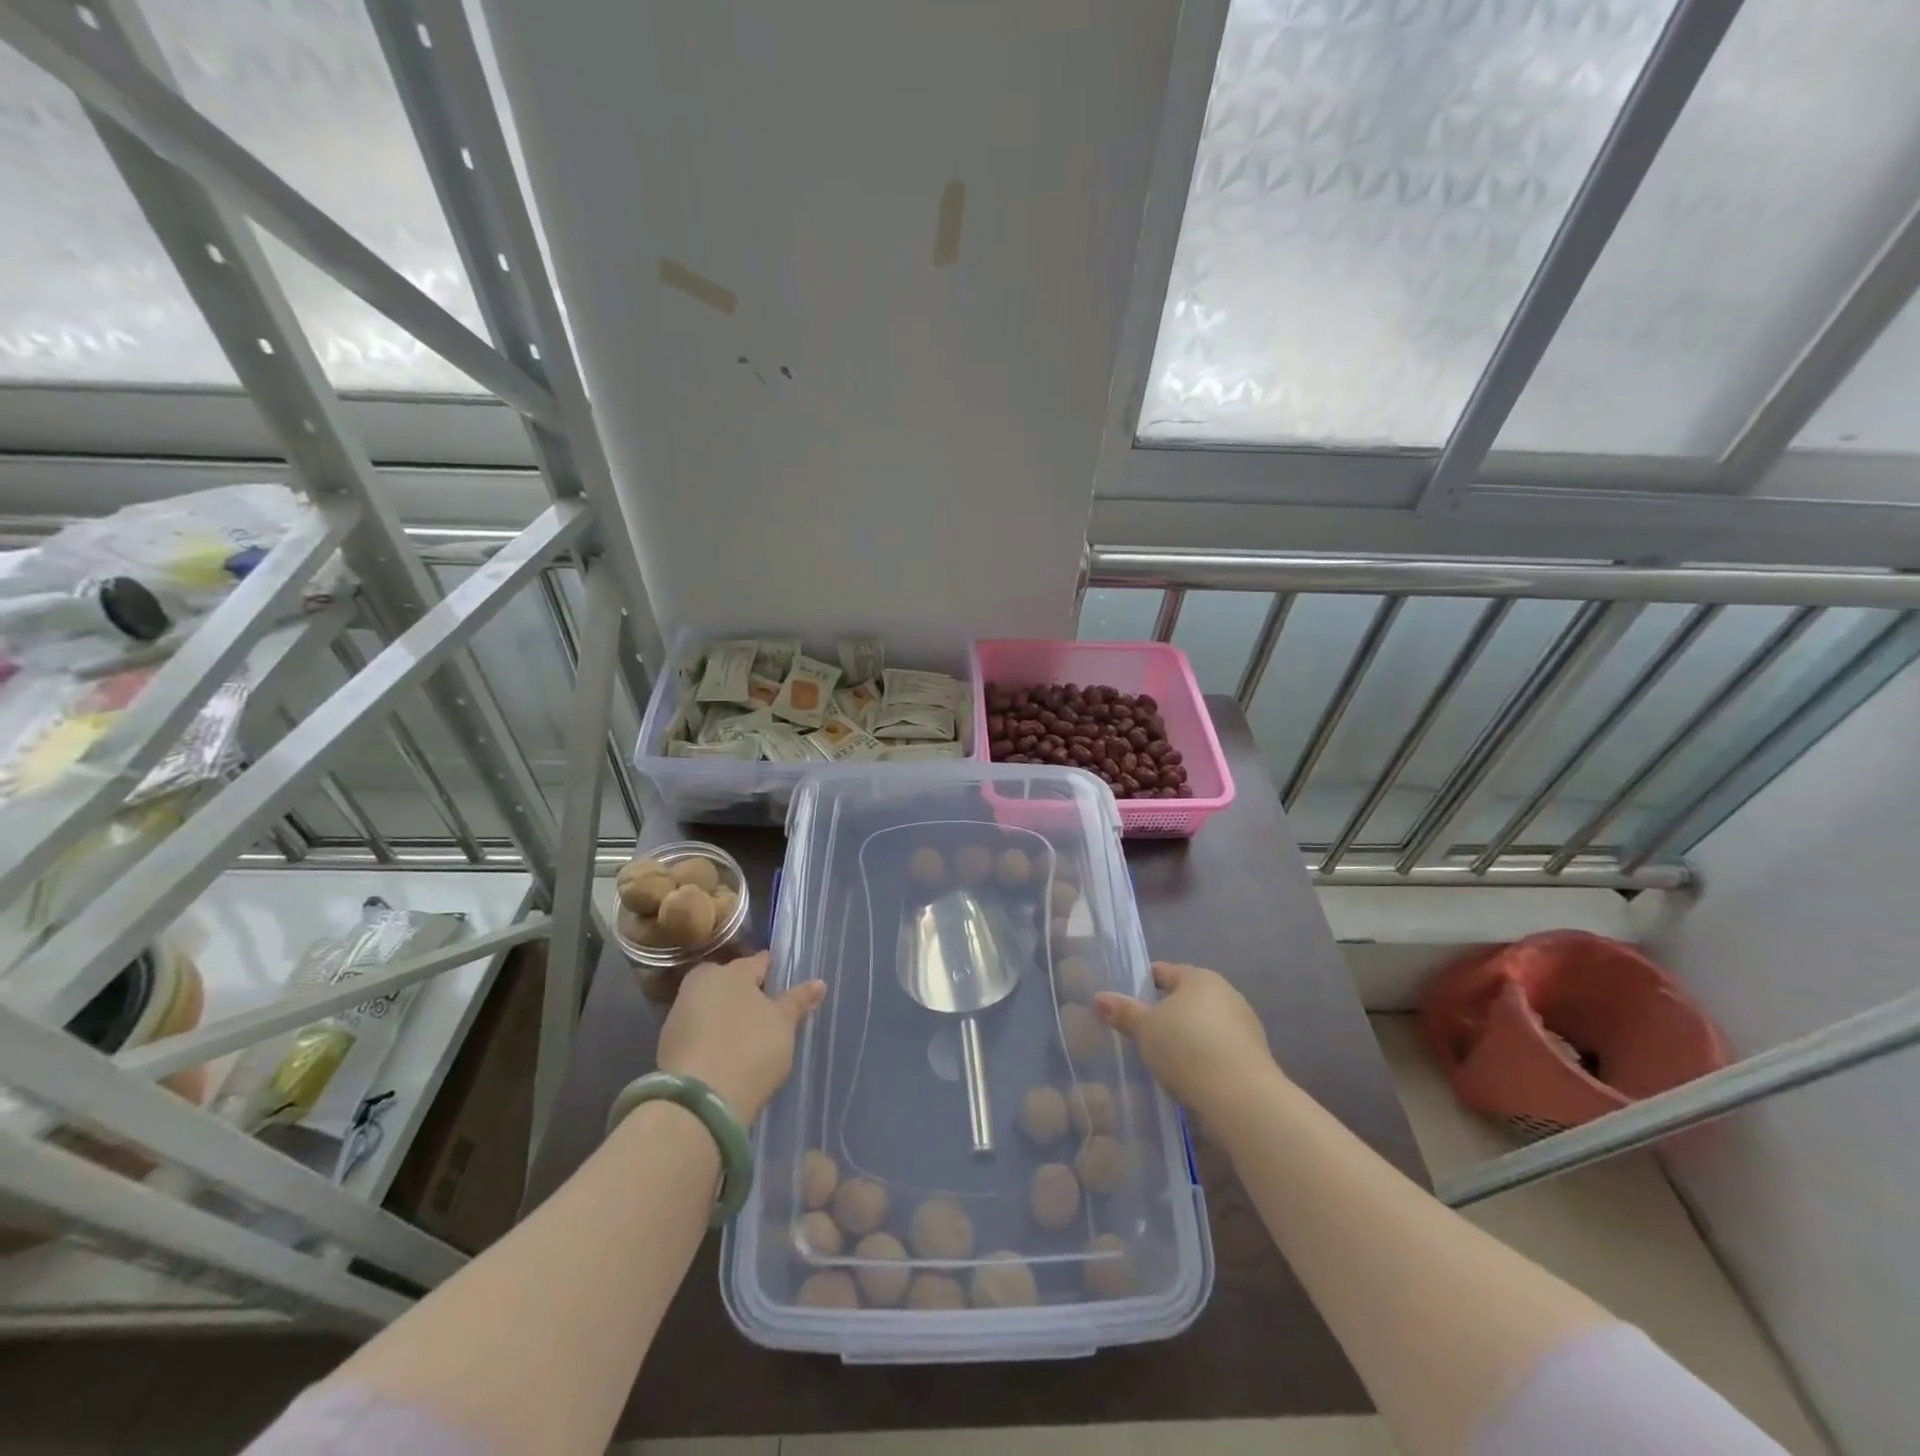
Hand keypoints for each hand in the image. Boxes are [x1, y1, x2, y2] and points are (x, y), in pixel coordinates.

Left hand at [657, 952, 826, 1123]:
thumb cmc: (750, 1048)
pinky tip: (727, 1054)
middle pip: (729, 982)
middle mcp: (700, 984)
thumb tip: (819, 983)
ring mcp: (679, 1016)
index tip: (783, 981)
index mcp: (729, 971)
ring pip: (711, 1007)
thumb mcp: (783, 1024)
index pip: (757, 962)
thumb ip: (798, 1001)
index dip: (773, 971)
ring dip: (726, 1016)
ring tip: (748, 1035)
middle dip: (745, 992)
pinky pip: (698, 1033)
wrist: (700, 1103)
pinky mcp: (668, 1047)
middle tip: (766, 1010)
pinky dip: (712, 1038)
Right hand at [1094, 961, 1278, 1121]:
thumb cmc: (1186, 1047)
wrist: (1241, 1097)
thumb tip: (1098, 998)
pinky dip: (1202, 1057)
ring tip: (1162, 1058)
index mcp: (1199, 978)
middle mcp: (1226, 994)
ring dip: (1185, 1036)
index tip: (1125, 1002)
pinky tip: (1188, 1075)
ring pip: (1204, 1024)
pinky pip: (1218, 1049)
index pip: (1164, 972)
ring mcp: (1244, 1026)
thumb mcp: (1145, 1028)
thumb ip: (1123, 1012)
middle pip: (1186, 998)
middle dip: (1165, 1012)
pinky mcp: (1253, 1057)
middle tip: (1140, 1032)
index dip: (1142, 983)